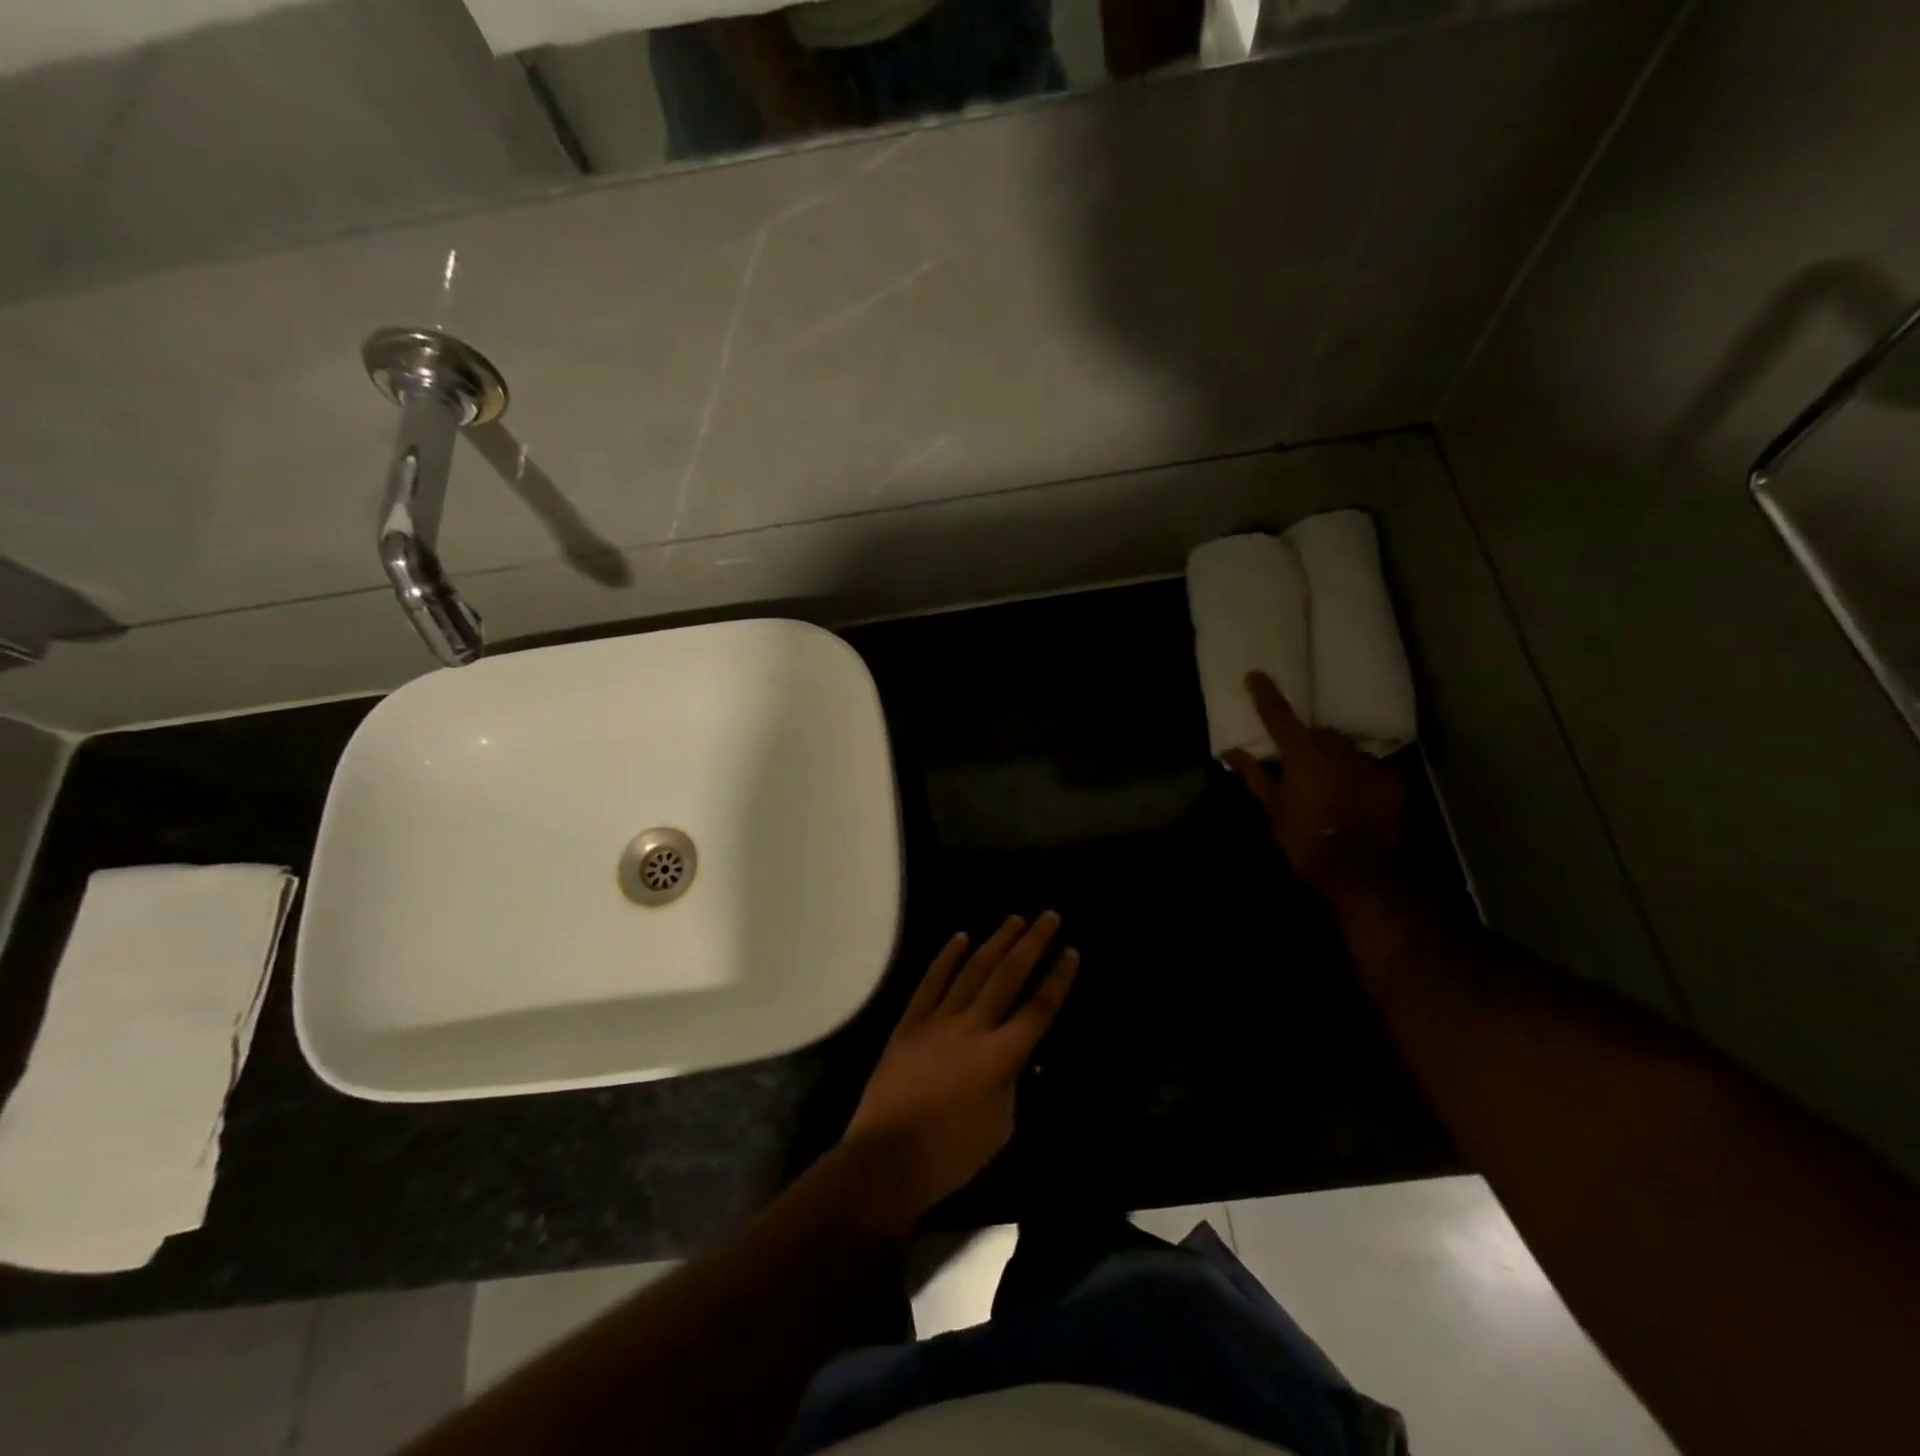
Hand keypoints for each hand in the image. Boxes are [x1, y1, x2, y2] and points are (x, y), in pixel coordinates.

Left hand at [844, 913, 1079, 1227]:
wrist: (888, 1158)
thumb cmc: (951, 1154)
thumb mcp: (1001, 1126)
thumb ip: (1011, 1083)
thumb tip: (1012, 1058)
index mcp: (1001, 1057)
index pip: (1039, 1009)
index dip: (1058, 979)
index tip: (1070, 952)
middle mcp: (973, 1027)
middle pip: (1008, 976)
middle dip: (1032, 944)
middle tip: (1048, 917)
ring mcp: (938, 1020)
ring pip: (972, 971)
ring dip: (995, 942)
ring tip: (1014, 919)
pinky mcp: (910, 1023)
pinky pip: (930, 982)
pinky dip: (946, 958)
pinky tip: (960, 938)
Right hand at [1224, 671, 1405, 895]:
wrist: (1354, 870)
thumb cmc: (1302, 837)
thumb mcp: (1270, 806)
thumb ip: (1252, 774)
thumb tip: (1230, 752)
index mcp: (1302, 752)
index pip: (1278, 715)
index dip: (1265, 694)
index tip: (1255, 675)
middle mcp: (1337, 748)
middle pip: (1318, 735)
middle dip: (1308, 745)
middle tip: (1299, 768)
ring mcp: (1368, 764)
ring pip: (1346, 753)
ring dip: (1335, 763)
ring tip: (1329, 789)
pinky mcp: (1393, 783)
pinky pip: (1369, 773)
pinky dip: (1358, 782)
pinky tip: (1353, 803)